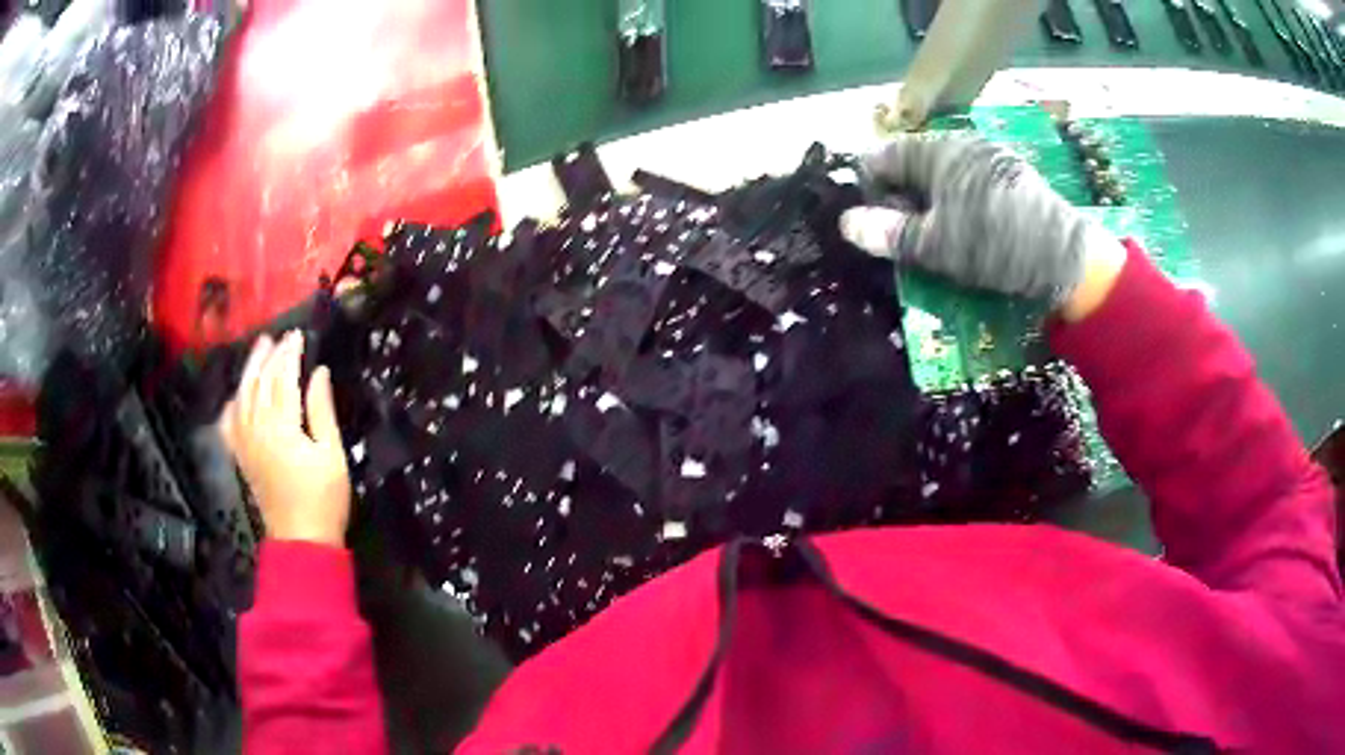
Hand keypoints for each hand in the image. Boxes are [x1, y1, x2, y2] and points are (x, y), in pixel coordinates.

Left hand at [219, 332, 350, 546]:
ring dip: (250, 370)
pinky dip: (232, 402)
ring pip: (242, 395)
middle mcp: (256, 428)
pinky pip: (229, 421)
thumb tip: (319, 373)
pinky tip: (237, 394)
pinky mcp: (240, 456)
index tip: (299, 335)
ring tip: (259, 349)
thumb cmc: (324, 499)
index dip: (290, 354)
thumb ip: (322, 411)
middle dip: (270, 356)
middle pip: (259, 382)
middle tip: (280, 337)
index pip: (283, 378)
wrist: (300, 540)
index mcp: (281, 426)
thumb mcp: (333, 454)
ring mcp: (244, 442)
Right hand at [839, 134, 1124, 320]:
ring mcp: (986, 152)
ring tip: (940, 234)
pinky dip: (957, 196)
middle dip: (901, 195)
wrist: (1063, 254)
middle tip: (909, 235)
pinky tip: (971, 224)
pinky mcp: (1008, 169)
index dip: (869, 190)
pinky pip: (967, 176)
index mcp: (932, 151)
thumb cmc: (993, 245)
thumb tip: (846, 224)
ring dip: (930, 198)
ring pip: (940, 170)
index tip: (876, 224)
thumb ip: (888, 233)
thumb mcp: (935, 245)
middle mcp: (957, 141)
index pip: (879, 157)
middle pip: (909, 162)